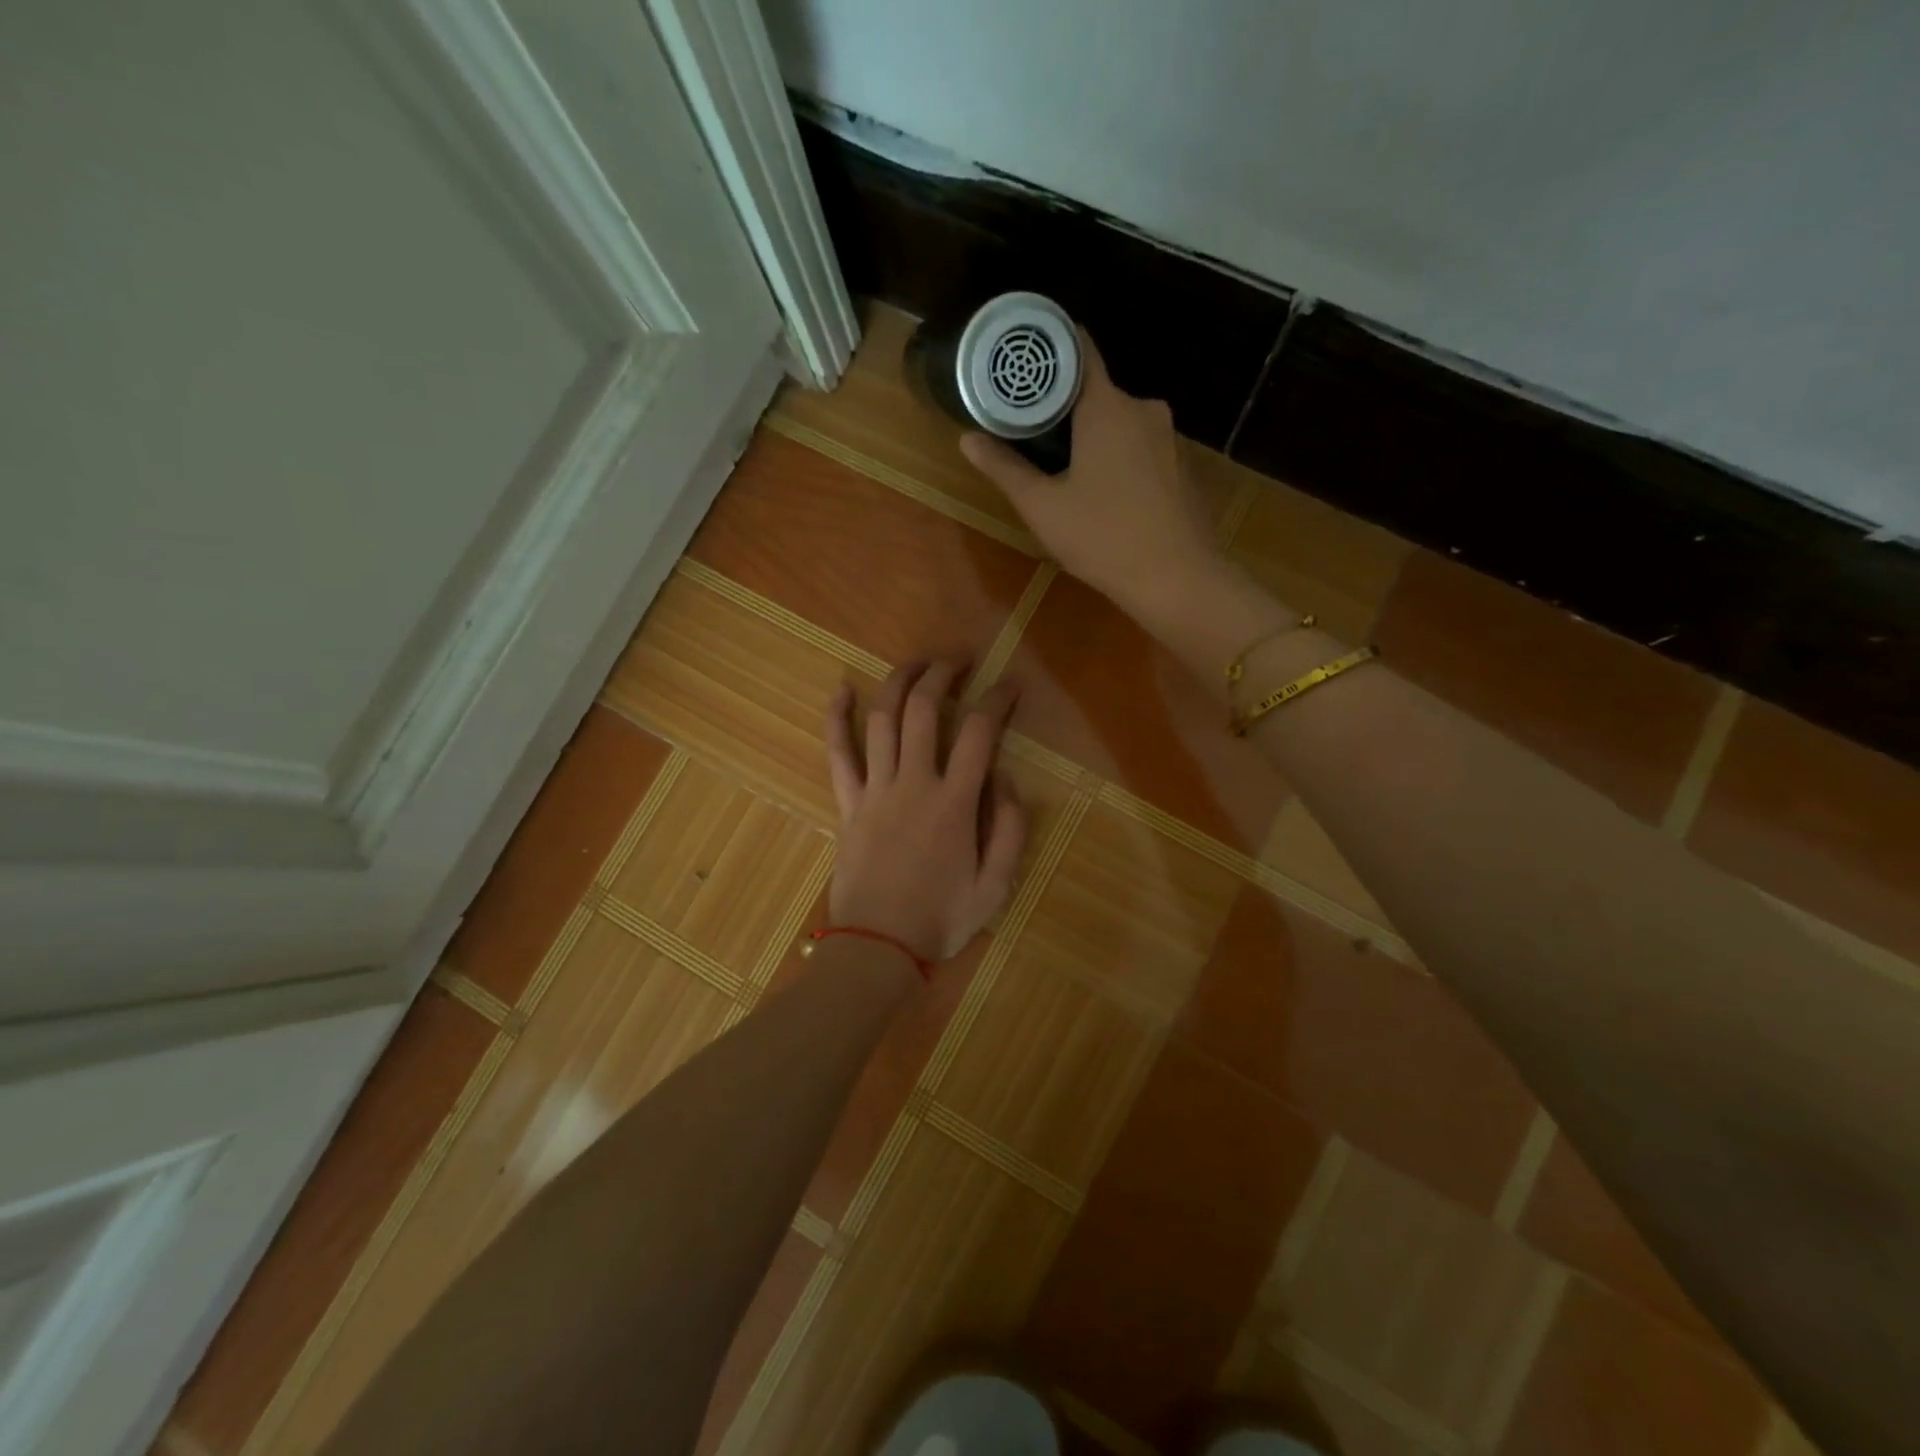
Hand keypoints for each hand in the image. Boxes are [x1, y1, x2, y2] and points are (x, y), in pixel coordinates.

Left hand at [825, 661, 1026, 964]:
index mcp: (955, 803)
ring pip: (882, 719)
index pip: (980, 732)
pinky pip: (838, 753)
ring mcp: (875, 790)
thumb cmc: (940, 920)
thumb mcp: (997, 886)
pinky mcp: (847, 804)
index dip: (998, 699)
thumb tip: (1006, 779)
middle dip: (943, 674)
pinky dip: (837, 718)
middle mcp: (914, 784)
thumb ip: (1011, 828)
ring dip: (899, 681)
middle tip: (959, 660)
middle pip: (925, 710)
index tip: (1010, 684)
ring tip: (917, 663)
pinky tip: (841, 689)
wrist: (877, 948)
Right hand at [960, 332, 1222, 623]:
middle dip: (1064, 407)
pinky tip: (1105, 493)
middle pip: (1096, 392)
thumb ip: (1004, 468)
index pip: (1078, 349)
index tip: (1022, 359)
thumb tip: (967, 439)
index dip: (1049, 349)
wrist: (1177, 578)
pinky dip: (1119, 458)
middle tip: (1030, 431)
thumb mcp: (1043, 506)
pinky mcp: (1181, 466)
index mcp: (1107, 406)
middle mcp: (1143, 408)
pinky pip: (1141, 447)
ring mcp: (1169, 437)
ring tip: (1063, 466)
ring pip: (1120, 422)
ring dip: (1092, 437)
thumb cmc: (1103, 537)